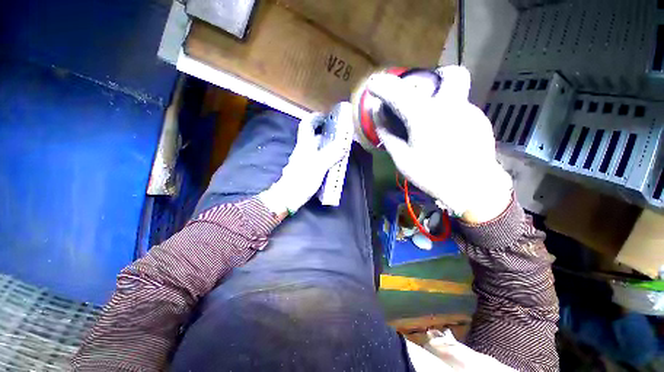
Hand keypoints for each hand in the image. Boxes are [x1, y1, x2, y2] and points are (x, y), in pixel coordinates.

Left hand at [258, 109, 348, 216]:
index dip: (315, 118)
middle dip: (325, 133)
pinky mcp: (305, 169)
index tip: (326, 116)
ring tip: (340, 147)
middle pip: (313, 136)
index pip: (307, 125)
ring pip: (315, 148)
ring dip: (326, 145)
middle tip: (339, 134)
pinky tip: (333, 162)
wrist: (288, 197)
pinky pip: (316, 158)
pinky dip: (325, 156)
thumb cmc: (302, 179)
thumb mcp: (319, 166)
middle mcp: (303, 150)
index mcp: (305, 145)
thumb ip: (331, 154)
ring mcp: (303, 160)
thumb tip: (344, 145)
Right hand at [368, 66, 512, 222]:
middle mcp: (451, 105)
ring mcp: (470, 111)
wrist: (473, 189)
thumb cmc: (432, 175)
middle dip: (433, 77)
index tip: (374, 85)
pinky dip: (448, 115)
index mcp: (425, 116)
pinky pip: (461, 109)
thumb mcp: (402, 159)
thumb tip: (378, 117)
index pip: (399, 93)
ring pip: (455, 93)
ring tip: (430, 124)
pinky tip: (445, 136)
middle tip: (421, 93)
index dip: (383, 86)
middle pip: (450, 74)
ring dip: (440, 101)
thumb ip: (388, 135)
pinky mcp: (480, 121)